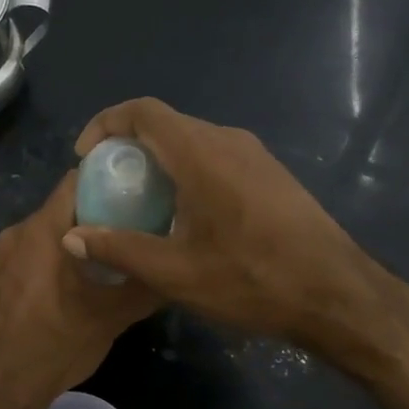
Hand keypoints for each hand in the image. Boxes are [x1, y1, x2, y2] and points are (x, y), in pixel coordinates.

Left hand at [0, 171, 158, 408]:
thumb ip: (145, 286)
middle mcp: (16, 233)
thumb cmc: (57, 344)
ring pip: (43, 233)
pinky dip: (47, 261)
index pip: (75, 181)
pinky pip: (26, 255)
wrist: (0, 387)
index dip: (106, 180)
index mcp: (43, 230)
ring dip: (70, 241)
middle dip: (93, 215)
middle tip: (127, 231)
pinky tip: (66, 287)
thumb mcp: (111, 317)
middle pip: (61, 208)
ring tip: (101, 262)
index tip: (134, 192)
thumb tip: (176, 268)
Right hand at [63, 97, 397, 348]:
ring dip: (159, 160)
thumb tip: (71, 238)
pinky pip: (216, 157)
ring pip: (193, 140)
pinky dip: (187, 171)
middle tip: (109, 185)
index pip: (143, 111)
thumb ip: (119, 249)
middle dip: (129, 146)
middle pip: (166, 124)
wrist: (338, 296)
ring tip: (141, 202)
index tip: (87, 157)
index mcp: (202, 154)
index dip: (106, 124)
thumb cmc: (252, 279)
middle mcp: (228, 141)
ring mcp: (255, 156)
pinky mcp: (271, 175)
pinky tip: (186, 215)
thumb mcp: (176, 272)